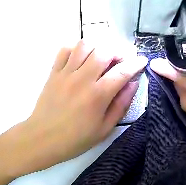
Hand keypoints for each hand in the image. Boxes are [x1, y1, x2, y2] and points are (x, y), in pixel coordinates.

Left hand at [20, 40, 147, 172]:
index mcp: (97, 95)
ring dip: (98, 47)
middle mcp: (82, 79)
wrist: (42, 139)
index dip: (136, 63)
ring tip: (101, 57)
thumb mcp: (104, 129)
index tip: (142, 60)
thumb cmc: (75, 139)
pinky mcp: (53, 73)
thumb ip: (121, 105)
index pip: (122, 71)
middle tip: (121, 60)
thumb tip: (132, 84)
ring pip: (84, 45)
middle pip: (104, 51)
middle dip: (118, 51)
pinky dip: (75, 48)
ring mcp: (66, 73)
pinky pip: (64, 50)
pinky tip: (80, 58)